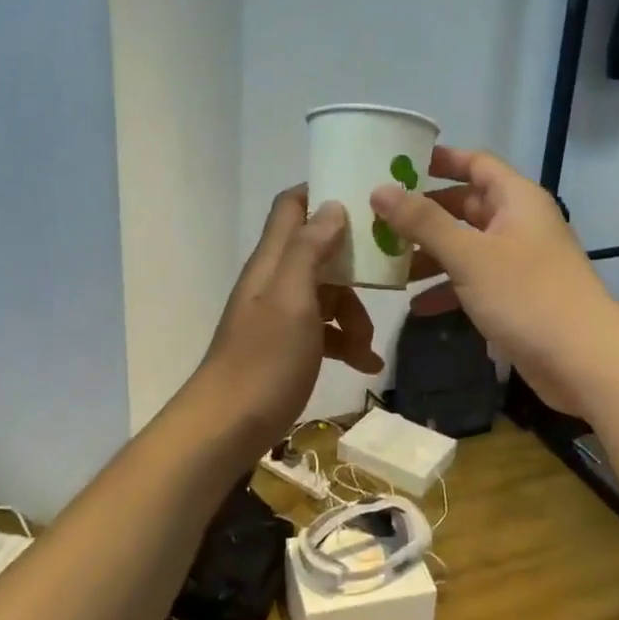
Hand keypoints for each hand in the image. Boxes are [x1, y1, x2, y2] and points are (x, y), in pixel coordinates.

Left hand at [194, 187, 384, 450]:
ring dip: (354, 313)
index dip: (324, 192)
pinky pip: (325, 331)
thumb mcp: (292, 300)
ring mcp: (282, 314)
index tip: (366, 196)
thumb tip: (332, 205)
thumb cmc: (264, 360)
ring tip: (367, 345)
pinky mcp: (289, 345)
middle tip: (390, 272)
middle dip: (355, 263)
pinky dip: (346, 342)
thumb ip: (309, 250)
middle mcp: (276, 280)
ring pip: (329, 294)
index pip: (292, 206)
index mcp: (272, 261)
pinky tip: (365, 364)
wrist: (228, 427)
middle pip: (320, 251)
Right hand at [372, 146, 618, 418]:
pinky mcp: (517, 297)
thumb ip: (423, 223)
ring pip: (467, 245)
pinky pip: (474, 281)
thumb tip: (380, 190)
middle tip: (379, 217)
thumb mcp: (469, 256)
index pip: (476, 163)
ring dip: (431, 253)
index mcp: (516, 200)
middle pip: (466, 205)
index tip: (398, 165)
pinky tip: (416, 306)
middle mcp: (519, 223)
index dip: (439, 160)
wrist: (586, 362)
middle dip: (424, 213)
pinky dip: (448, 288)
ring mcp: (519, 262)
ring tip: (388, 262)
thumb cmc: (528, 296)